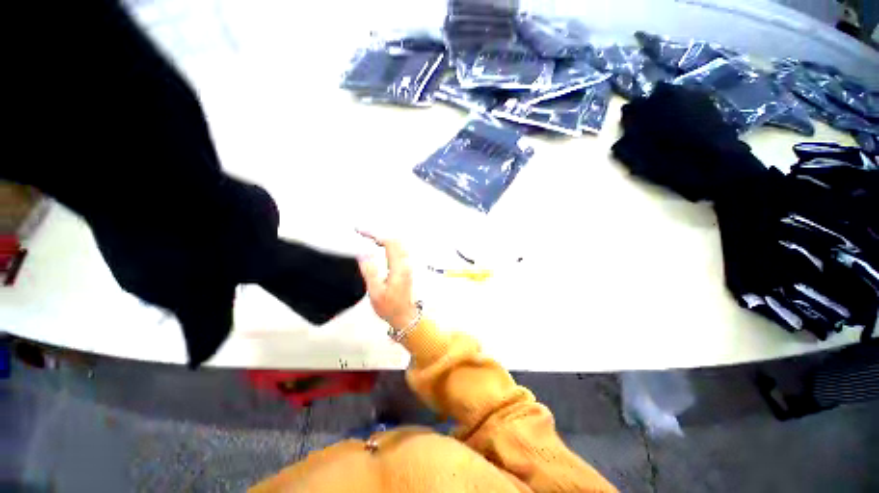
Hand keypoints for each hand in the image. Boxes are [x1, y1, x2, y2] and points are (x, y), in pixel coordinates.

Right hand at [357, 232, 417, 330]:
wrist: (406, 316)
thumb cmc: (390, 307)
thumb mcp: (376, 292)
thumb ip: (370, 271)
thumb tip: (363, 253)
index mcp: (399, 267)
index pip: (389, 242)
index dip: (374, 234)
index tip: (360, 232)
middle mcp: (406, 263)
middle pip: (396, 240)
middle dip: (379, 234)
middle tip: (363, 234)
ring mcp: (408, 265)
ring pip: (399, 244)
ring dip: (385, 238)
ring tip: (369, 238)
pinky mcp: (407, 268)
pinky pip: (400, 250)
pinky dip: (389, 244)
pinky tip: (381, 247)